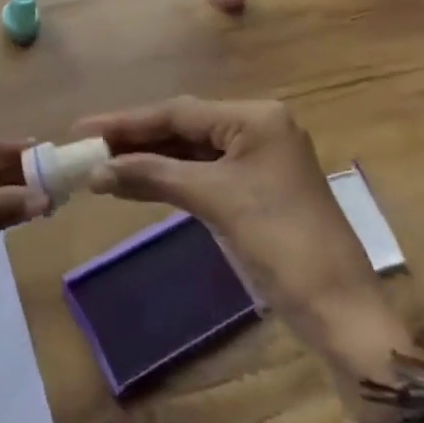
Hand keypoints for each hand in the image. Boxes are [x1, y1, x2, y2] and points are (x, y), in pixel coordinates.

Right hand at [76, 97, 418, 408]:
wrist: (340, 311)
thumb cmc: (280, 243)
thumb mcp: (214, 201)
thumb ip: (153, 175)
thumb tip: (97, 171)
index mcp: (256, 118)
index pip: (179, 111)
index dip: (127, 121)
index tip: (83, 127)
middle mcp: (259, 128)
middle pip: (184, 126)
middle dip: (136, 139)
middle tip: (87, 147)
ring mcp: (259, 159)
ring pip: (191, 150)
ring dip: (150, 159)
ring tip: (102, 165)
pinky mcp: (256, 188)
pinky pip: (204, 173)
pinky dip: (170, 178)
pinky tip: (138, 181)